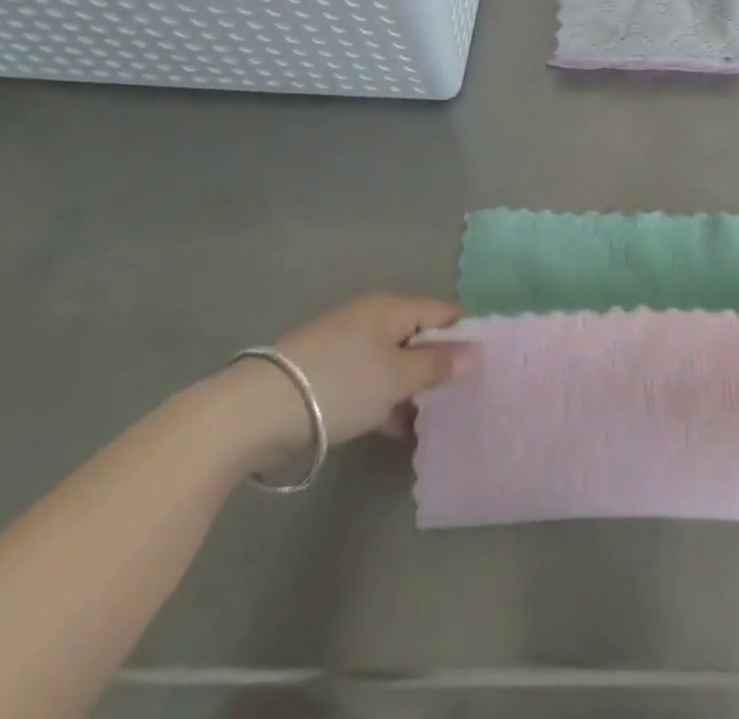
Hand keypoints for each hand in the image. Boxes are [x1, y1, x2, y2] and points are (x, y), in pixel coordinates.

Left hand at [211, 293, 466, 473]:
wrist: (254, 411)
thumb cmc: (340, 384)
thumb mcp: (397, 377)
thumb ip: (438, 366)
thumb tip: (475, 354)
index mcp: (391, 307)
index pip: (443, 311)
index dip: (465, 335)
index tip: (483, 366)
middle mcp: (370, 318)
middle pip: (417, 337)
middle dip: (438, 366)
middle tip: (460, 398)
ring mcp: (345, 346)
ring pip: (393, 362)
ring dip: (412, 389)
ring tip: (433, 421)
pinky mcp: (325, 374)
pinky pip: (369, 381)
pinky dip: (385, 401)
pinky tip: (397, 430)